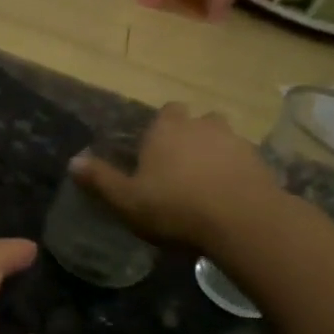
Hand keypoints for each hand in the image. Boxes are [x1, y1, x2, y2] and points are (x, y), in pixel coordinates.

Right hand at [71, 103, 282, 249]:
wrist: (242, 221)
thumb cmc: (175, 207)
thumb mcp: (127, 200)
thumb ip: (100, 180)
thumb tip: (73, 161)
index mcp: (167, 129)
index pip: (165, 111)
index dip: (160, 129)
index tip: (154, 152)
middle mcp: (202, 125)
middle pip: (196, 121)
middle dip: (190, 137)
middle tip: (179, 168)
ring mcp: (236, 141)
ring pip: (222, 139)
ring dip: (215, 153)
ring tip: (205, 183)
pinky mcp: (261, 162)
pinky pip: (243, 161)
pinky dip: (235, 172)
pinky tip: (228, 197)